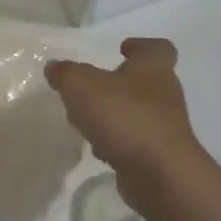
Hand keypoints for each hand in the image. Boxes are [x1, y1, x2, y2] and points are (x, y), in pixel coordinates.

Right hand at [46, 38, 208, 185]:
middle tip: (91, 88)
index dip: (140, 45)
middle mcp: (165, 94)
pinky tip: (99, 149)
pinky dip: (118, 142)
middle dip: (117, 84)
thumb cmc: (124, 117)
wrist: (160, 175)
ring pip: (137, 113)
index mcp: (153, 68)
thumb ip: (65, 73)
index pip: (157, 47)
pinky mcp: (160, 156)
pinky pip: (135, 141)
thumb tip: (55, 67)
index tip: (122, 49)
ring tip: (87, 121)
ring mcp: (165, 127)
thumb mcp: (81, 85)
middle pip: (144, 81)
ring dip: (114, 115)